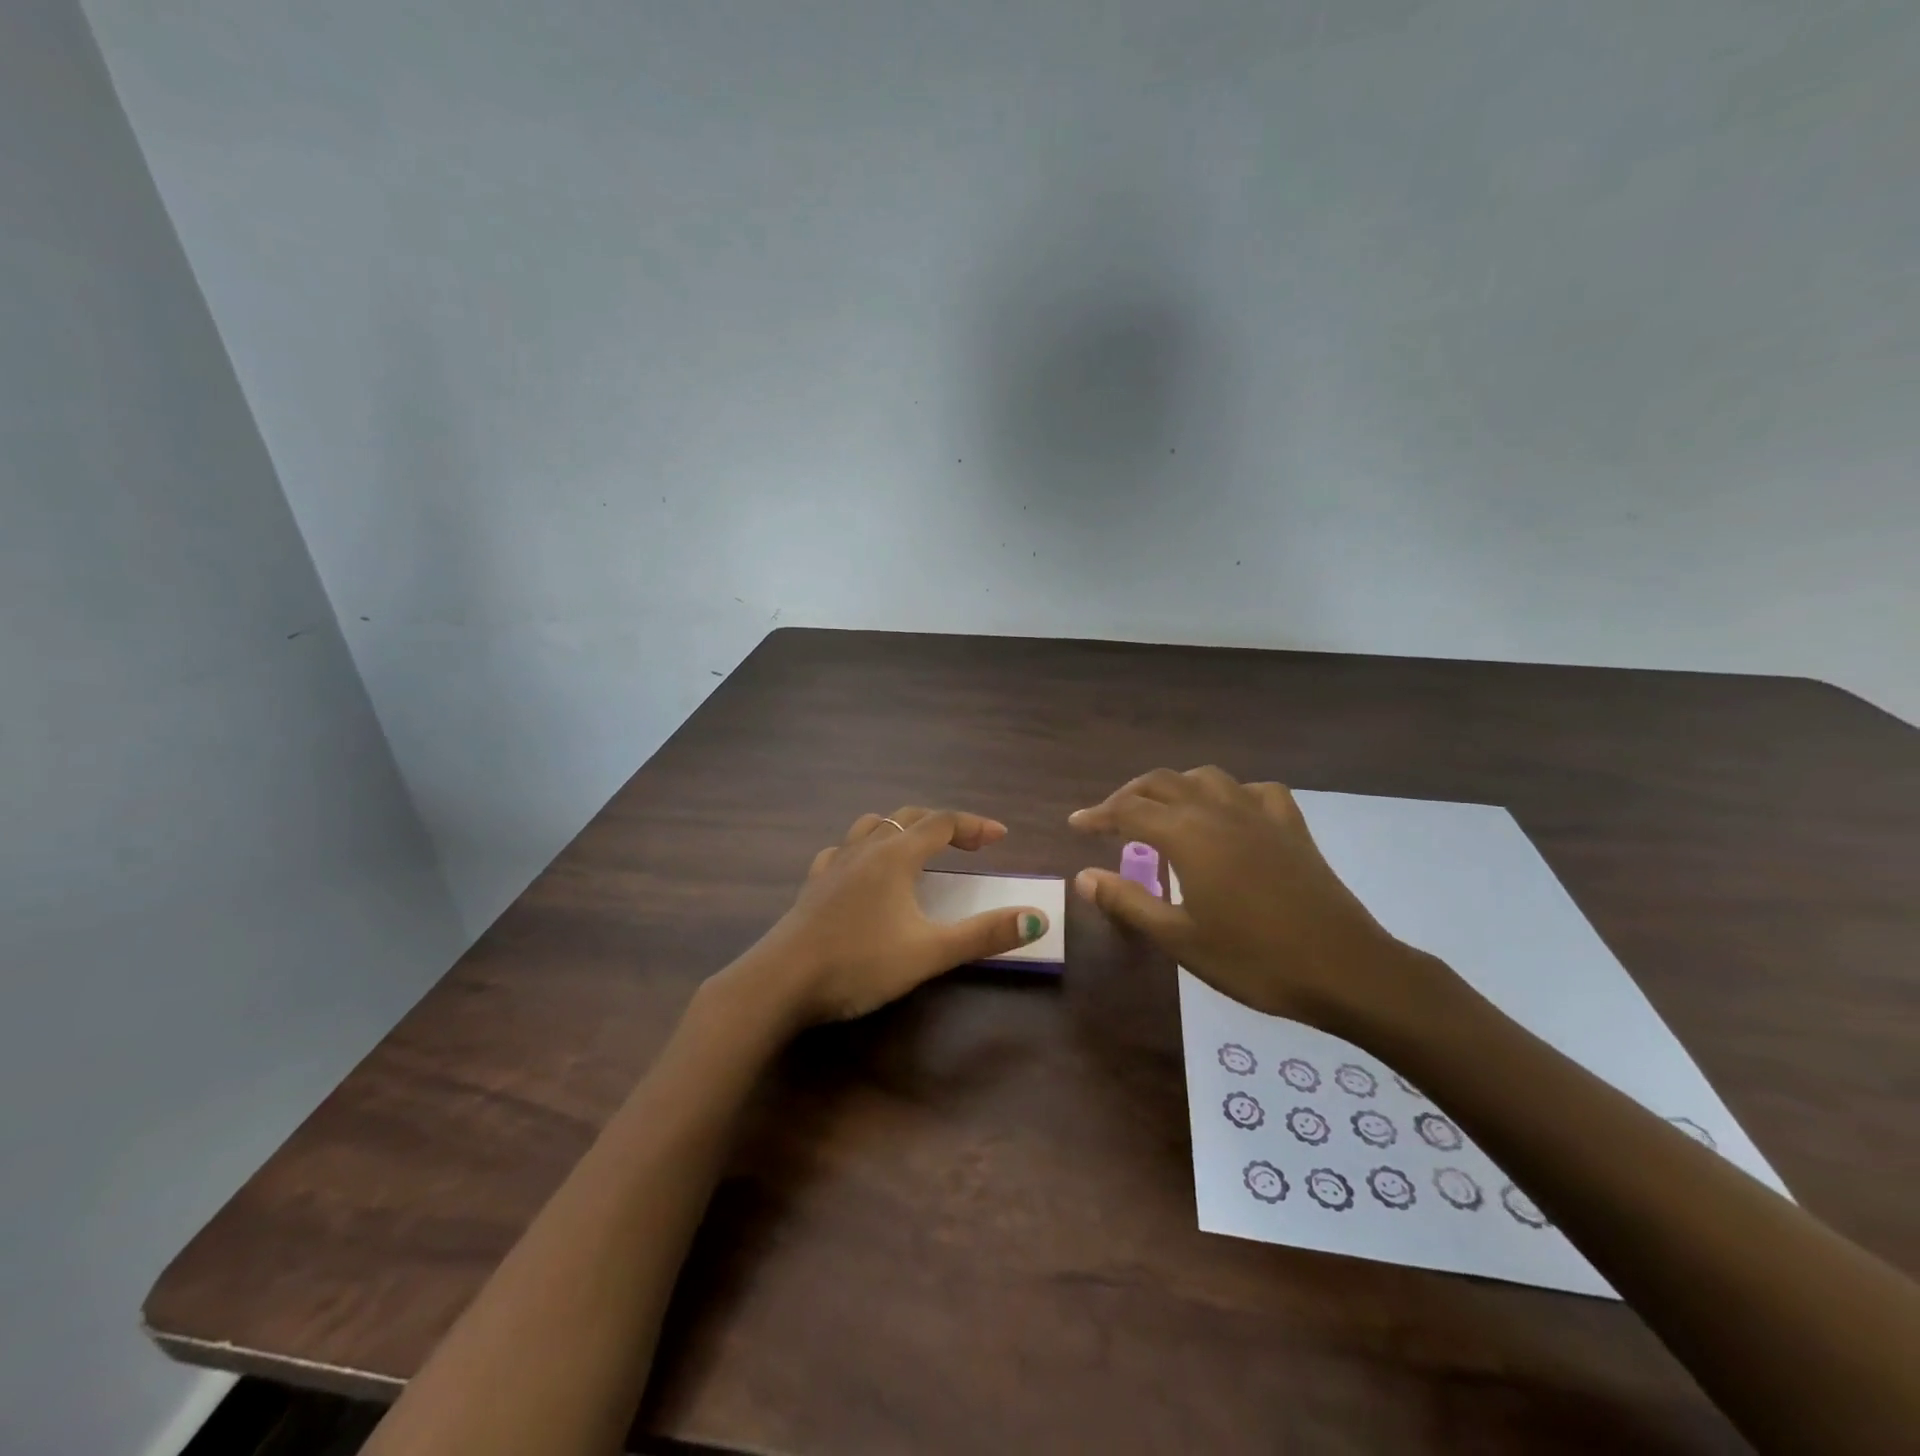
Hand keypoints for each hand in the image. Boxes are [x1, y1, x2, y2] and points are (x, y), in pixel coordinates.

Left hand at [736, 805, 1049, 1026]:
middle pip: (910, 817)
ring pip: (873, 826)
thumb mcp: (929, 952)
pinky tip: (863, 871)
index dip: (975, 826)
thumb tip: (1037, 918)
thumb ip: (984, 934)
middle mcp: (865, 849)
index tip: (1001, 838)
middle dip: (944, 825)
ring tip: (918, 849)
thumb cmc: (859, 963)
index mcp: (896, 856)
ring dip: (902, 829)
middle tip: (970, 844)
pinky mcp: (813, 883)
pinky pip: (843, 850)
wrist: (781, 982)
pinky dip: (865, 849)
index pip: (943, 822)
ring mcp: (834, 863)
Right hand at [1069, 767, 1438, 1029]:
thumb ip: (1128, 901)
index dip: (1098, 815)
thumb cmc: (1254, 959)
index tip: (1075, 825)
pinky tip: (1229, 814)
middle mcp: (1219, 811)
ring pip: (1207, 778)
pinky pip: (1255, 791)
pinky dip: (1231, 794)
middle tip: (1110, 819)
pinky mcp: (1292, 827)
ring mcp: (1260, 814)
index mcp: (1188, 835)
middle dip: (1130, 795)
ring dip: (1176, 787)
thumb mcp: (1180, 939)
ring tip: (1163, 812)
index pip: (1129, 811)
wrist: (1346, 969)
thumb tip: (1083, 877)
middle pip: (1163, 783)